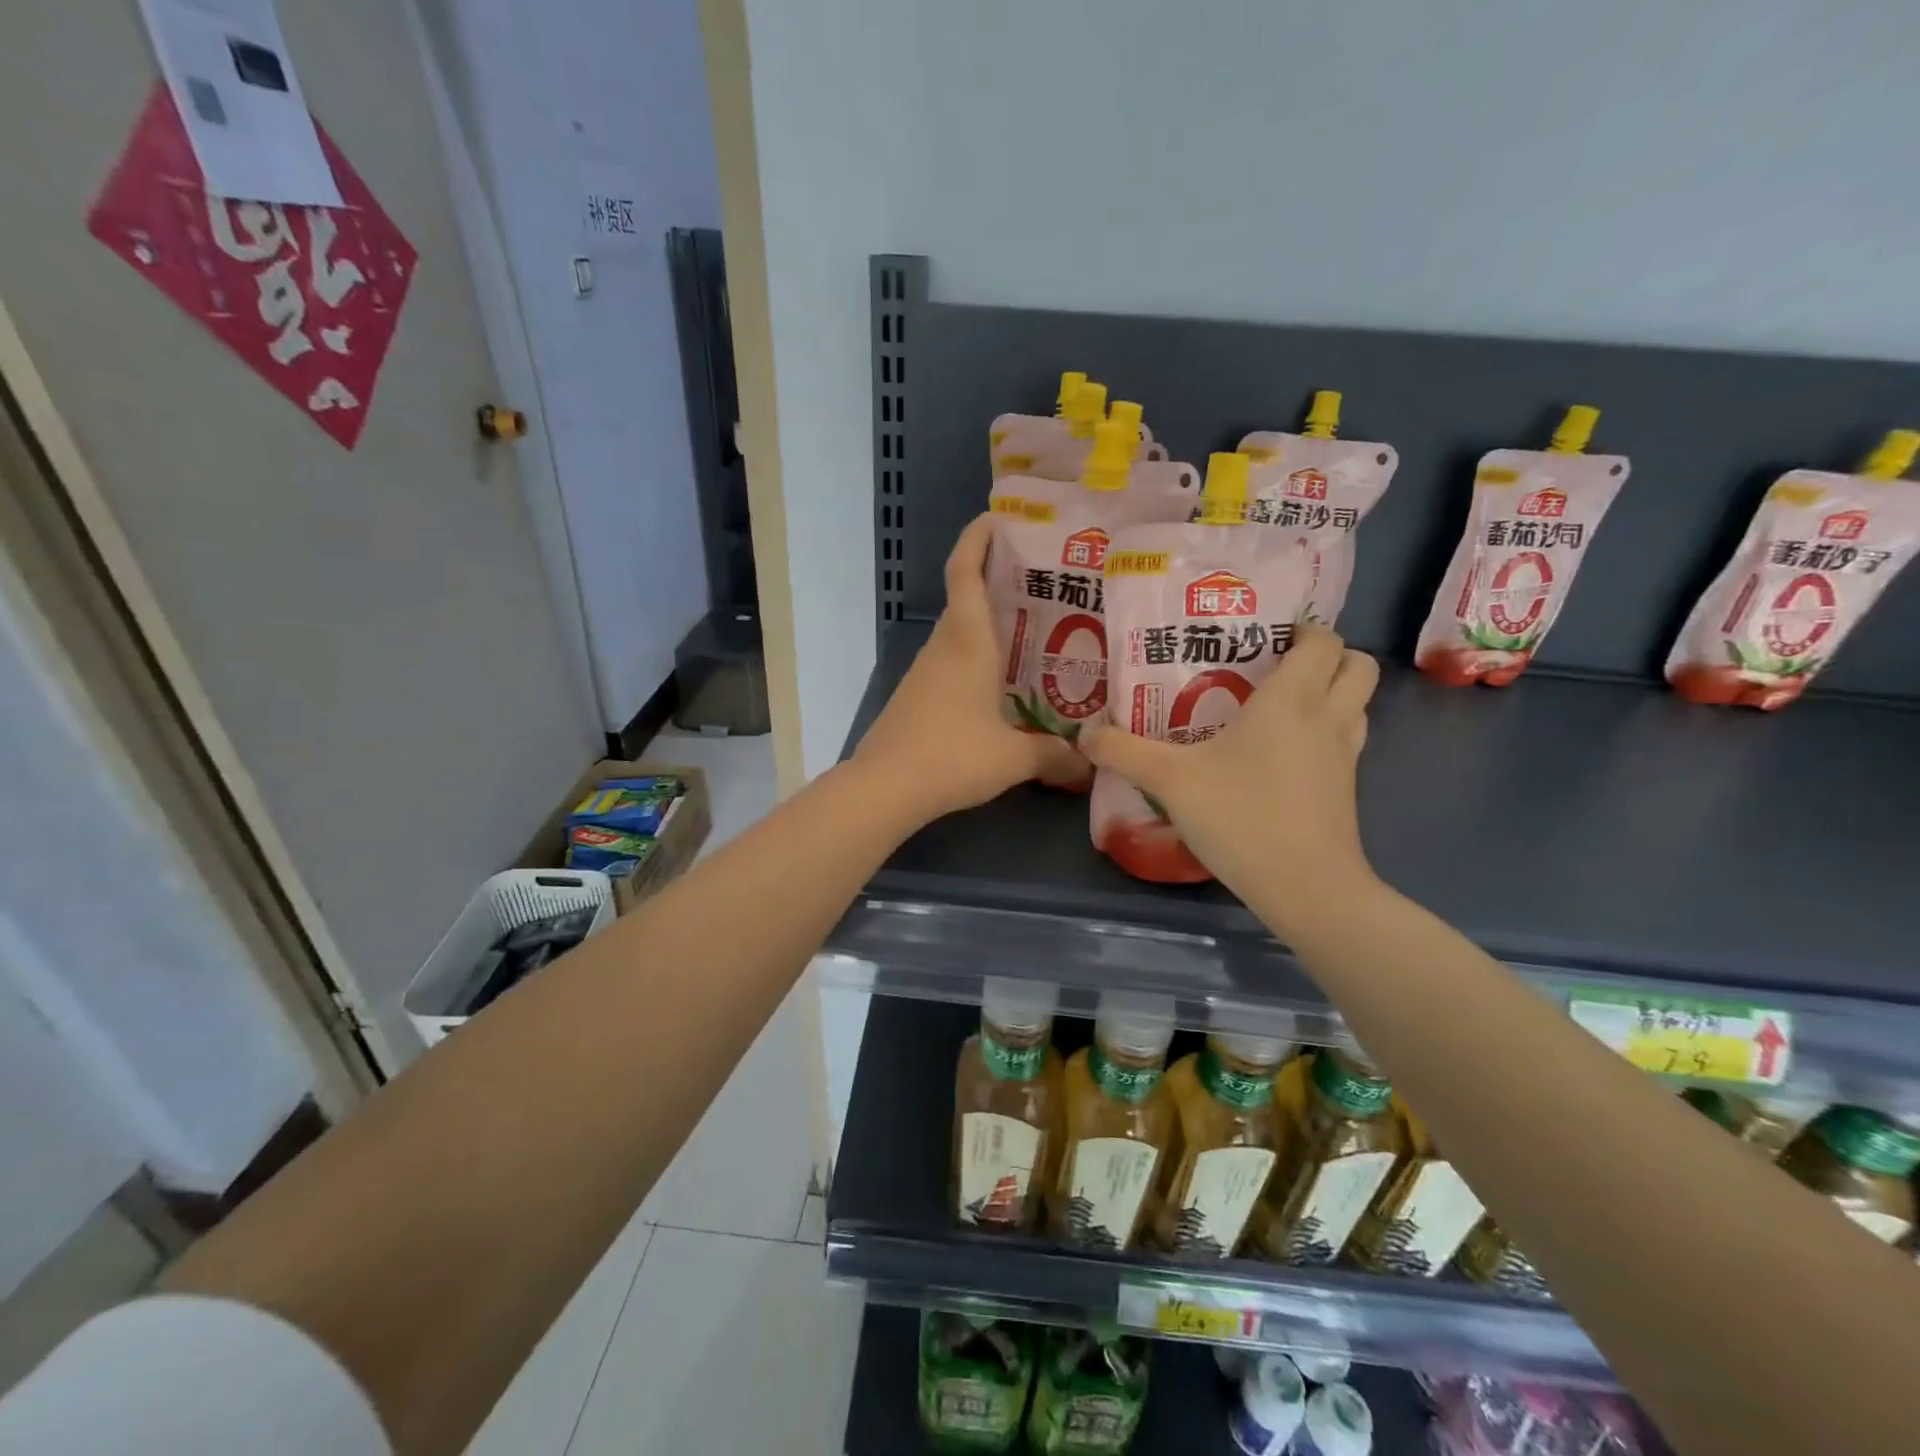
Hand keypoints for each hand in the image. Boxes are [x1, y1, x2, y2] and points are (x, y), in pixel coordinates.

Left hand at [854, 514, 1086, 820]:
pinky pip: (952, 665)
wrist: (885, 788)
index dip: (977, 538)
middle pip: (966, 599)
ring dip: (990, 628)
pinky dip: (977, 662)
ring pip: (960, 635)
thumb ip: (1054, 755)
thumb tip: (1088, 763)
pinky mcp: (917, 698)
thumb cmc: (952, 756)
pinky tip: (1003, 688)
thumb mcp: (1013, 757)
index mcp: (966, 641)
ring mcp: (924, 673)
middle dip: (999, 583)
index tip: (997, 518)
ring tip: (1034, 637)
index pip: (964, 571)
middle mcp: (943, 647)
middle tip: (1045, 587)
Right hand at [1080, 624, 1380, 918]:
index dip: (1304, 630)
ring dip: (1332, 694)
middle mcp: (1328, 718)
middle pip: (1358, 665)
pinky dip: (1326, 734)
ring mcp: (1345, 756)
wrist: (1305, 887)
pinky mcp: (1346, 790)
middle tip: (1279, 665)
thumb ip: (1124, 751)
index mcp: (1292, 699)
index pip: (1323, 641)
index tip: (1268, 635)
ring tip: (1281, 707)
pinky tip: (1282, 756)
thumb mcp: (1169, 780)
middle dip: (1329, 656)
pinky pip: (1346, 742)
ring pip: (1358, 705)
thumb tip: (1084, 734)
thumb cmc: (1241, 816)